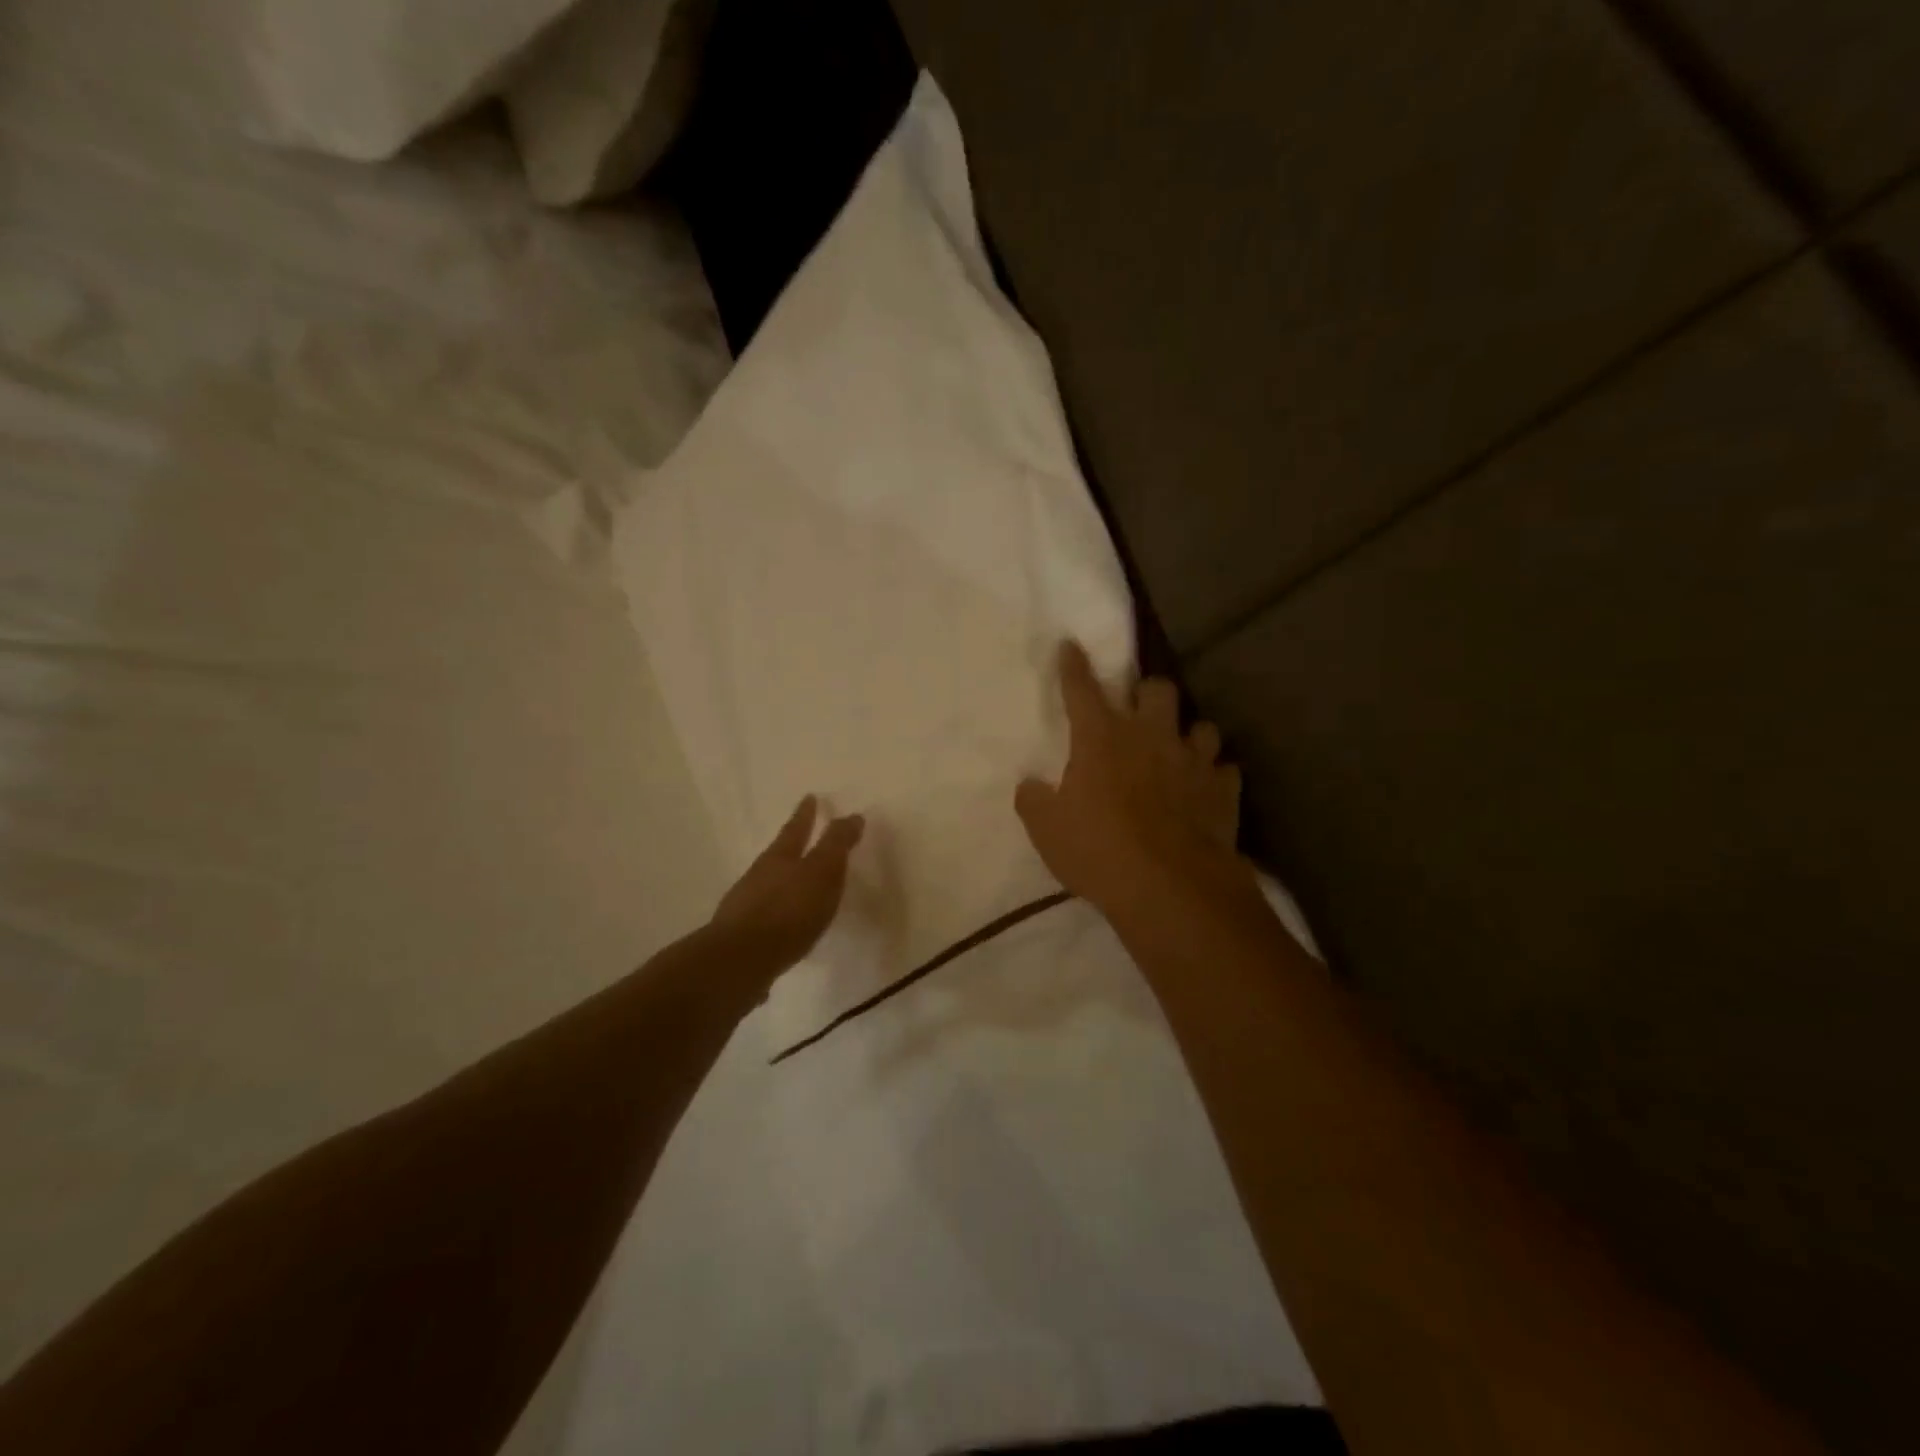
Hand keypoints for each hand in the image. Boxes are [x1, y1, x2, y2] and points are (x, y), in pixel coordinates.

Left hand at [709, 796, 864, 979]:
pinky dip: (777, 915)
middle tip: (802, 838)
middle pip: (778, 855)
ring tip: (797, 887)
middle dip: (791, 846)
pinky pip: (765, 917)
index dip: (806, 814)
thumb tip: (852, 816)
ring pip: (768, 886)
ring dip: (783, 883)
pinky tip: (785, 929)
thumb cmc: (788, 911)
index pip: (796, 828)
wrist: (740, 961)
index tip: (810, 797)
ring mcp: (745, 906)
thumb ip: (837, 845)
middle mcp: (758, 876)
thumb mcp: (822, 873)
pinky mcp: (742, 937)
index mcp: (779, 857)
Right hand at [1016, 642, 1248, 919]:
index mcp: (1101, 738)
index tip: (1070, 645)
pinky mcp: (1223, 789)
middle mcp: (1150, 736)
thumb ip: (1033, 800)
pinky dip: (1214, 776)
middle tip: (1139, 713)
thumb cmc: (1098, 851)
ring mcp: (1192, 761)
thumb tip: (1029, 784)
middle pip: (1158, 689)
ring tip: (1179, 751)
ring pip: (1202, 725)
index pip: (1082, 689)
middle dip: (1148, 693)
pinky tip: (1205, 790)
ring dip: (1188, 735)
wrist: (1169, 888)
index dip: (1073, 665)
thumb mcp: (1047, 830)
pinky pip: (1224, 770)